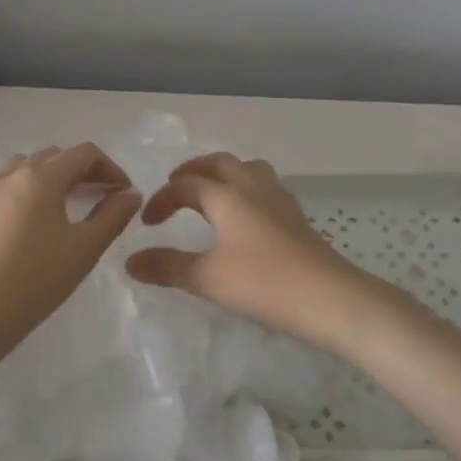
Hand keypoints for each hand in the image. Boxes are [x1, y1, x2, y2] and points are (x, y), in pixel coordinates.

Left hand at [0, 143, 142, 352]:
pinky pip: (5, 187)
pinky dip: (26, 192)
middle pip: (54, 157)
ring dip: (51, 178)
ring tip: (65, 207)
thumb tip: (130, 194)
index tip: (124, 194)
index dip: (111, 168)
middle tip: (100, 199)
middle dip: (82, 171)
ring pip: (26, 168)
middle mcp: (11, 174)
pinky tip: (31, 223)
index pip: (84, 154)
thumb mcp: (84, 249)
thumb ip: (113, 216)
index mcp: (41, 177)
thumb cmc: (35, 280)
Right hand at [125, 153, 376, 351]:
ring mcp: (279, 200)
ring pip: (248, 169)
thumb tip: (130, 261)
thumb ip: (166, 266)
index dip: (162, 199)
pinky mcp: (296, 217)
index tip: (147, 223)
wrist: (329, 298)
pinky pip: (264, 187)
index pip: (186, 184)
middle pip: (219, 163)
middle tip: (175, 187)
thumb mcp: (206, 278)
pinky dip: (245, 189)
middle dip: (193, 171)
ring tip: (210, 194)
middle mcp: (253, 187)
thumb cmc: (263, 283)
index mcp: (227, 195)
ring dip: (223, 174)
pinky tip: (245, 217)